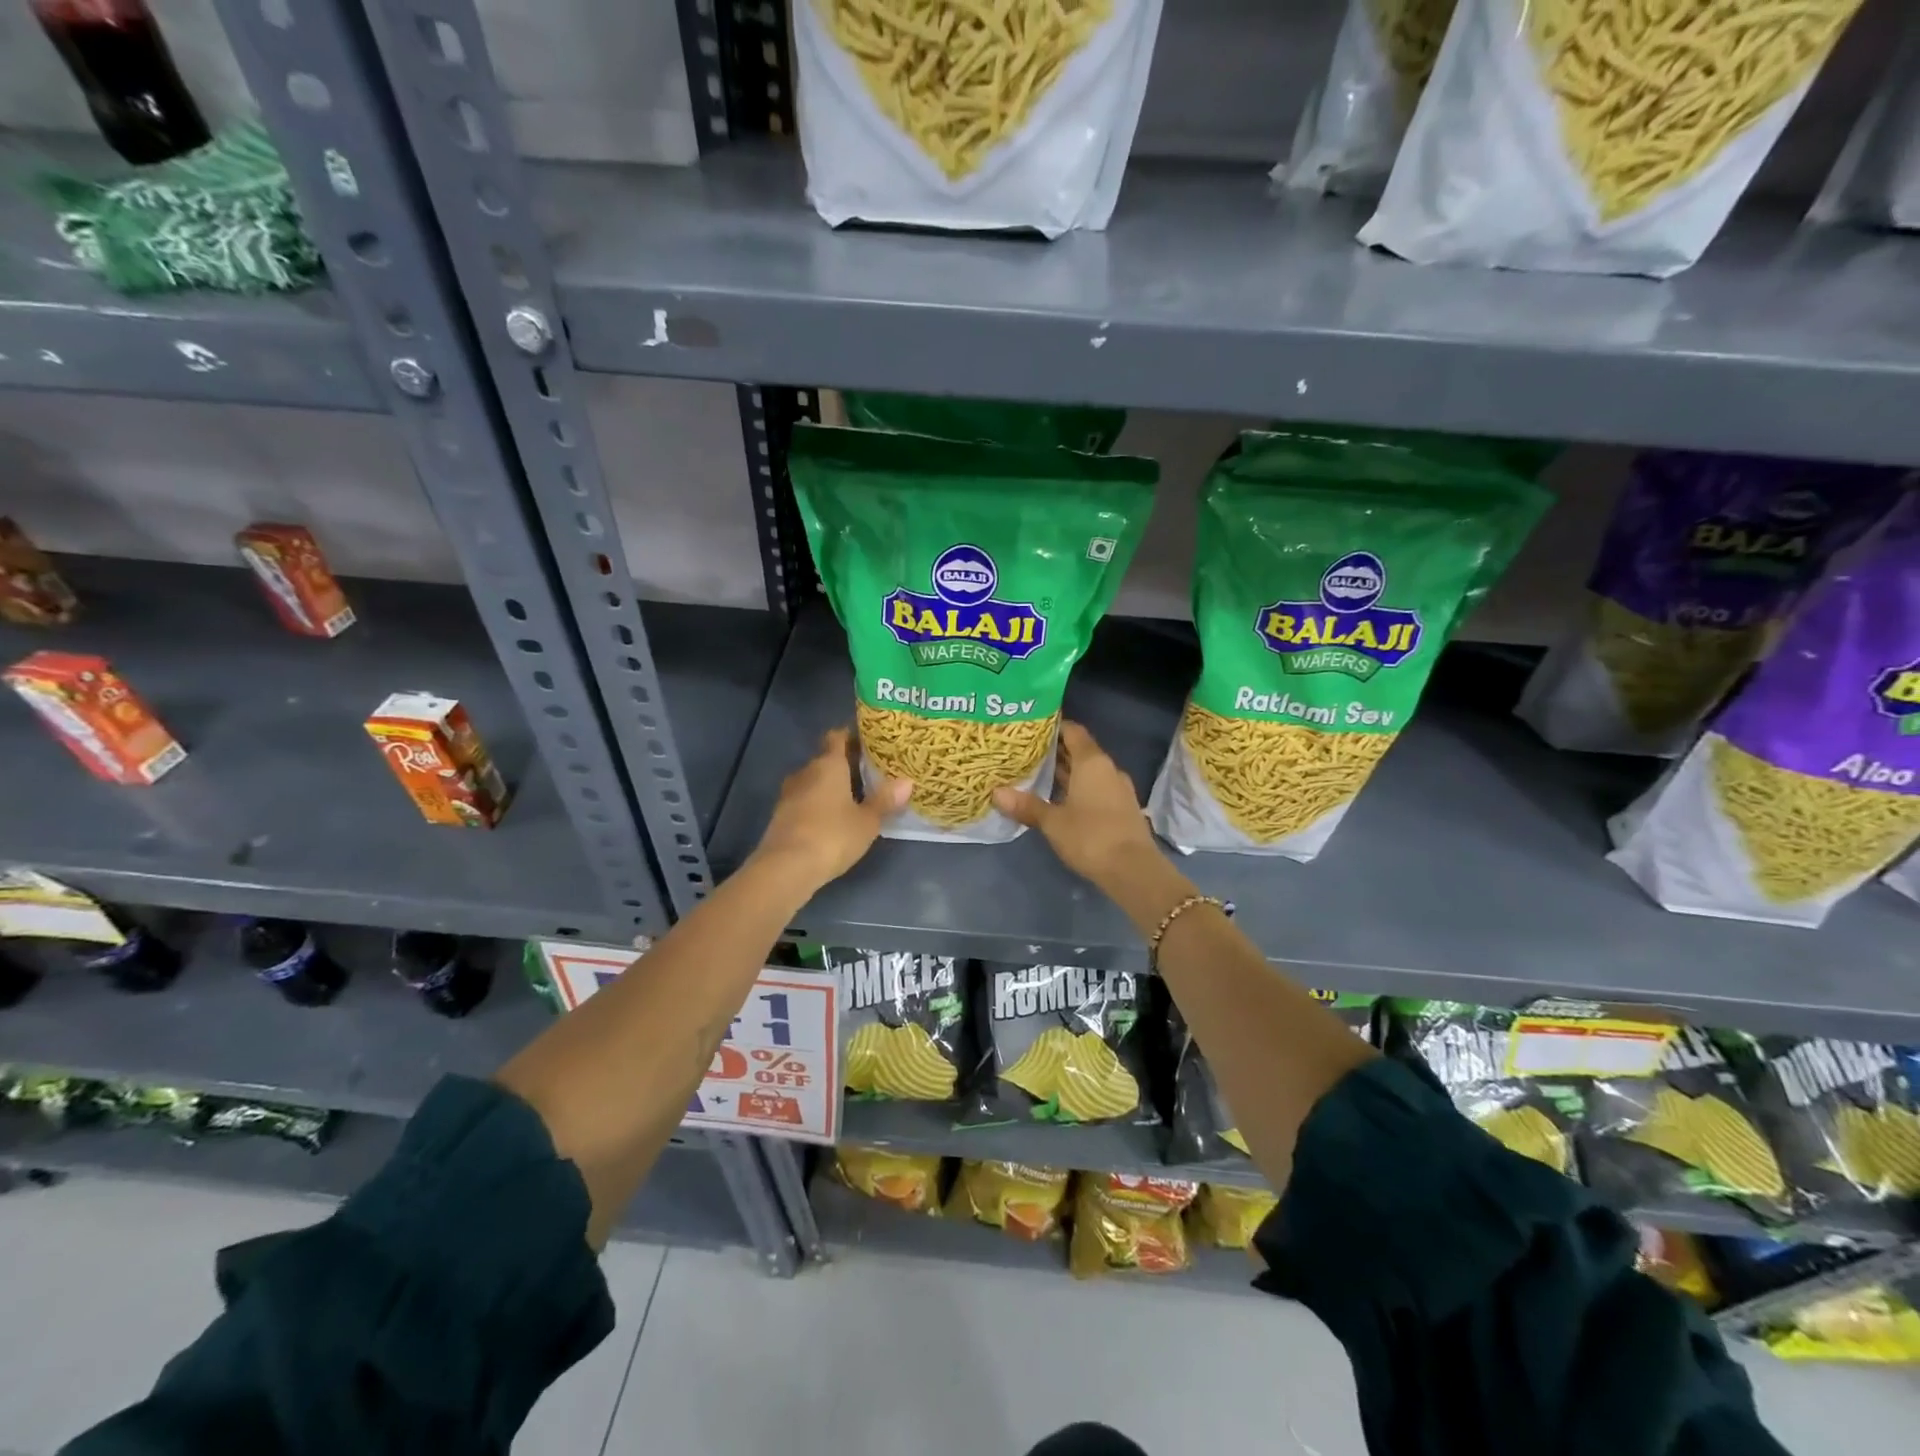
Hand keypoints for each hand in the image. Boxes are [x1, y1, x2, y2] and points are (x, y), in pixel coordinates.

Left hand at [750, 727, 909, 891]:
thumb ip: (885, 800)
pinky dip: (818, 804)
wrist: (786, 868)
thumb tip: (907, 782)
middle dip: (845, 764)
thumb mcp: (867, 821)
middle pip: (825, 759)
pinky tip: (832, 819)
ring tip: (854, 797)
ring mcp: (789, 794)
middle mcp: (806, 772)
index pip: (837, 737)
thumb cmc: (832, 836)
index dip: (851, 736)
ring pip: (813, 781)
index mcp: (828, 765)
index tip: (869, 741)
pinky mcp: (780, 816)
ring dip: (830, 786)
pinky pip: (804, 800)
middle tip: (869, 773)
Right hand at [993, 721, 1159, 887]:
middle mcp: (1108, 769)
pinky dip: (1078, 789)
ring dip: (1067, 772)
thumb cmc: (1090, 836)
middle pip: (1080, 751)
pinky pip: (1096, 789)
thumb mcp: (1053, 822)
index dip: (1054, 726)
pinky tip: (1059, 800)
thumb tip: (996, 793)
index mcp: (1092, 762)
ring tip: (1037, 774)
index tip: (1032, 728)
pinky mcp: (1122, 808)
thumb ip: (1026, 805)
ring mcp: (1118, 789)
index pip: (1073, 731)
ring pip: (1088, 772)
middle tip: (1026, 752)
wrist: (1133, 870)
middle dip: (1056, 751)